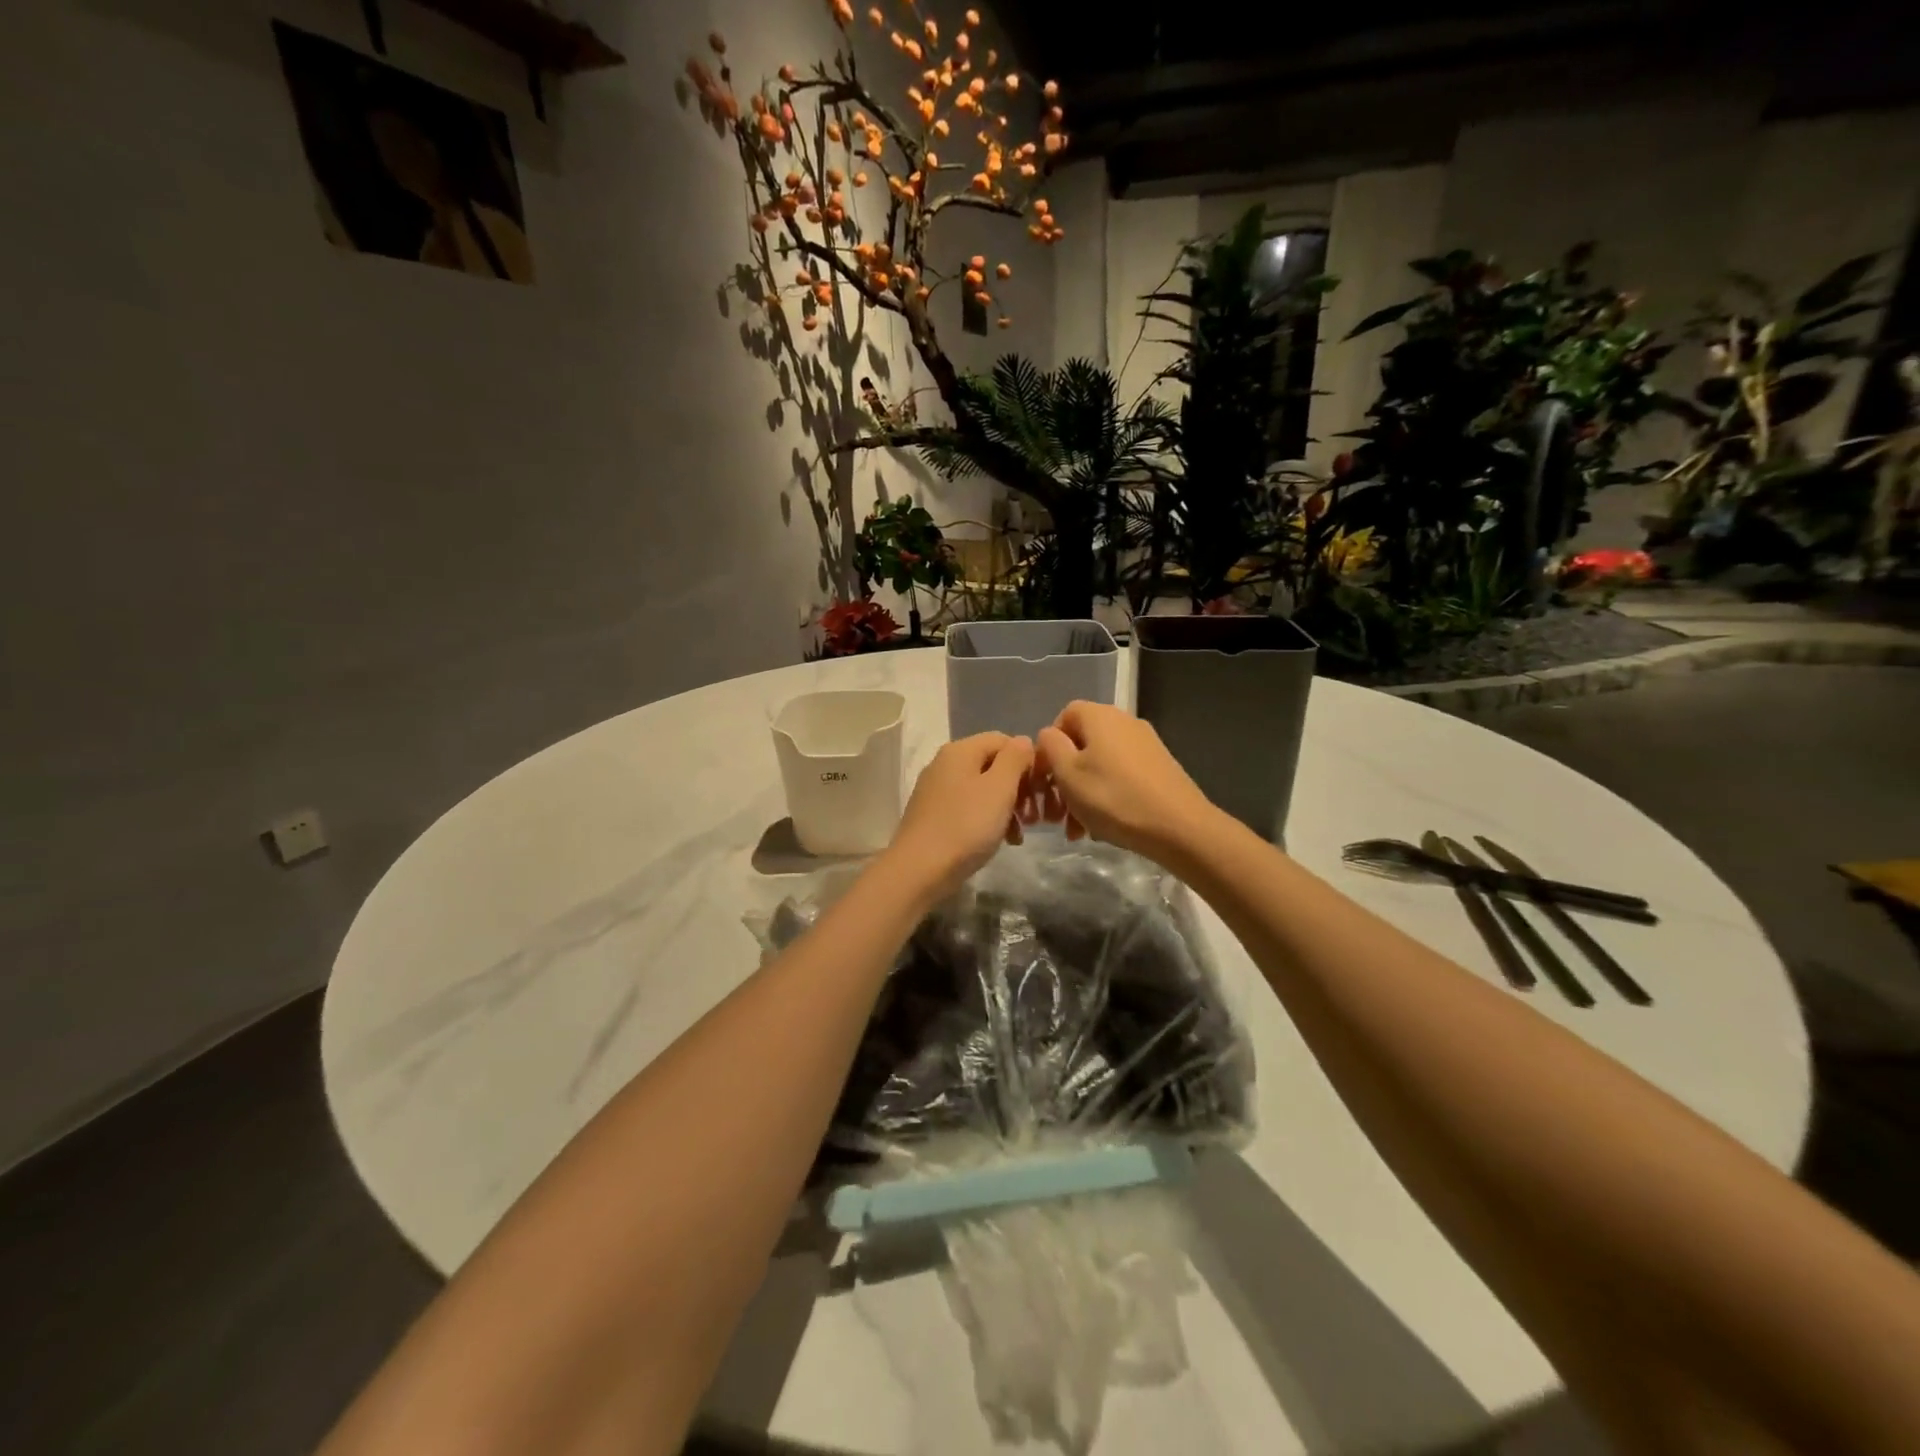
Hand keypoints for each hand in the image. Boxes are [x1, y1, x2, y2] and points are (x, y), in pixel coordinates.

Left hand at [884, 732, 1037, 901]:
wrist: (919, 870)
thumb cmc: (966, 826)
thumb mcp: (999, 788)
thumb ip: (1015, 758)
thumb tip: (1023, 741)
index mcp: (960, 750)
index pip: (1003, 740)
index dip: (1027, 761)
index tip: (1041, 790)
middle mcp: (945, 764)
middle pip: (993, 765)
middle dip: (1019, 788)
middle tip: (1035, 817)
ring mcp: (936, 790)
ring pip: (983, 789)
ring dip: (1007, 807)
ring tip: (1020, 834)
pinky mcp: (933, 815)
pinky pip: (969, 808)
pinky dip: (988, 820)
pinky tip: (1001, 841)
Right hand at [1035, 702, 1218, 864]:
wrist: (1179, 827)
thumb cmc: (1113, 798)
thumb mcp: (1068, 773)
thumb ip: (1050, 747)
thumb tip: (1050, 736)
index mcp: (1100, 716)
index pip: (1064, 716)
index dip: (1049, 747)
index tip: (1045, 779)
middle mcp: (1124, 722)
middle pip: (1082, 745)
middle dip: (1064, 780)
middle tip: (1056, 815)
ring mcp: (1146, 745)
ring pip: (1100, 765)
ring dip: (1082, 794)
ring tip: (1077, 831)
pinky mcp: (1160, 768)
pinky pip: (1121, 777)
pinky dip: (1106, 797)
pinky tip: (1103, 828)